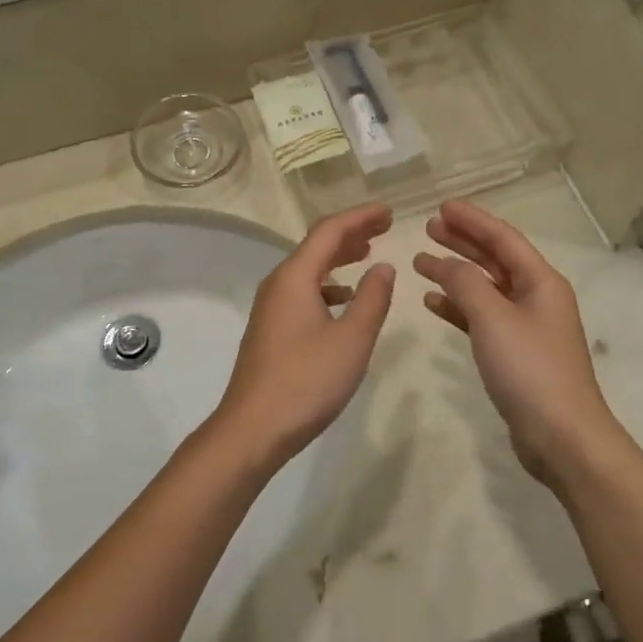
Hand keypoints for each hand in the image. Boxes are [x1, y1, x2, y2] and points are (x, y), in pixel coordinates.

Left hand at [211, 205, 396, 467]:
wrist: (252, 429)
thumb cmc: (306, 381)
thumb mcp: (352, 339)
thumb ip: (372, 298)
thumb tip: (383, 266)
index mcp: (294, 277)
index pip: (329, 231)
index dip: (361, 217)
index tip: (389, 212)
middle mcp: (278, 284)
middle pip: (316, 246)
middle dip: (351, 233)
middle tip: (384, 227)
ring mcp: (271, 308)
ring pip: (309, 270)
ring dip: (339, 259)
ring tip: (368, 255)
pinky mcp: (271, 330)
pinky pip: (303, 292)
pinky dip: (328, 287)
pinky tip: (344, 301)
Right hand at [413, 201, 625, 487]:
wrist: (562, 437)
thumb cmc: (530, 369)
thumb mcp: (494, 318)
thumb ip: (465, 283)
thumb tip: (444, 262)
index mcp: (541, 281)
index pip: (503, 238)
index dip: (473, 220)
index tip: (441, 207)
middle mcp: (536, 297)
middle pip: (495, 259)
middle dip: (463, 242)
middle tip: (429, 228)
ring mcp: (526, 327)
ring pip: (486, 288)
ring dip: (455, 274)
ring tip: (421, 262)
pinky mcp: (515, 353)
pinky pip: (482, 318)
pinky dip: (459, 308)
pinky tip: (433, 303)